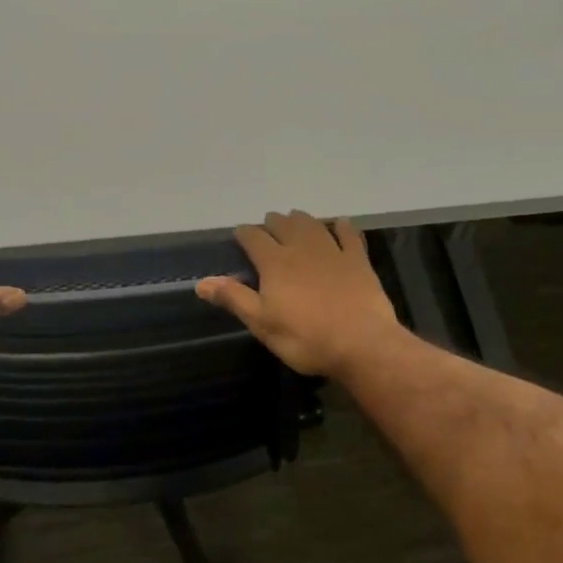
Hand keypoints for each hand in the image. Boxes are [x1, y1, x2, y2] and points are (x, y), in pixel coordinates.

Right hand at [197, 211, 402, 377]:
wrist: (361, 343)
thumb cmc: (305, 338)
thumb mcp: (262, 324)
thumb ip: (233, 298)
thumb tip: (201, 282)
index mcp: (275, 263)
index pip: (253, 237)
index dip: (244, 234)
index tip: (239, 235)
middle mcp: (301, 248)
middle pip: (283, 224)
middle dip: (271, 223)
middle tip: (267, 228)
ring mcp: (332, 251)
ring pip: (312, 224)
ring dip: (300, 219)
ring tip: (294, 219)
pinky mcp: (357, 260)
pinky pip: (348, 235)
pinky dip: (341, 227)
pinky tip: (339, 224)